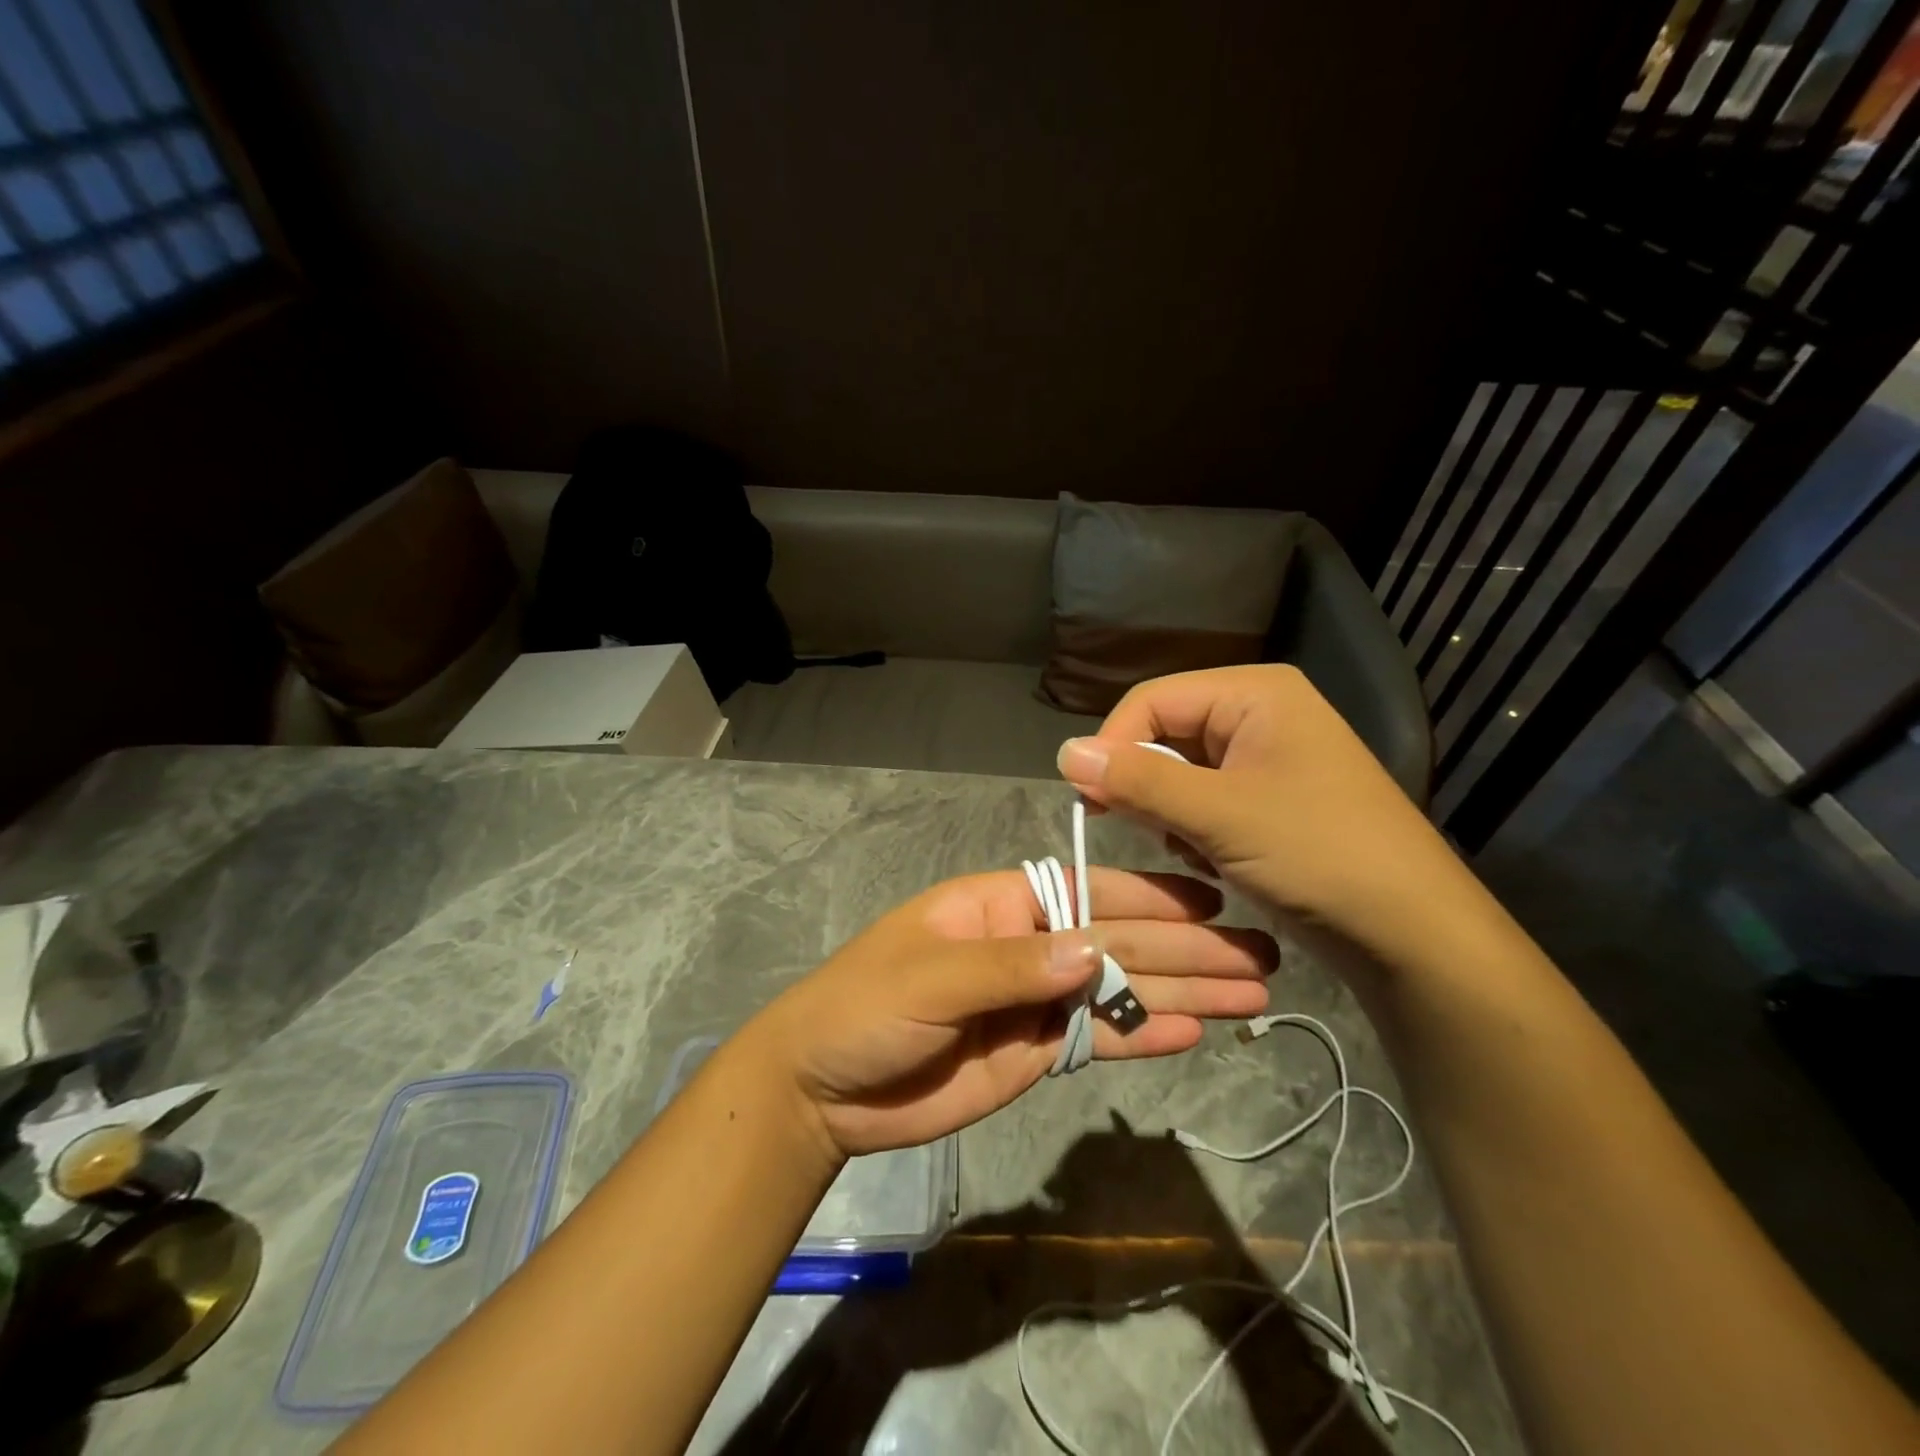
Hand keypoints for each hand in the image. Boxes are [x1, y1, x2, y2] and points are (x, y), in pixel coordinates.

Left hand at [739, 868, 1275, 1158]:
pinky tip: (1193, 1032)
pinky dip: (1143, 1036)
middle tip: (1260, 955)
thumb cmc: (865, 1007)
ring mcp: (1036, 1000)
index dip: (1150, 898)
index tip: (1212, 903)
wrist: (824, 1090)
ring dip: (1182, 992)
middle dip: (1187, 949)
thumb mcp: (930, 977)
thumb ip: (1011, 966)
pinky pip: (1098, 1038)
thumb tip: (1094, 951)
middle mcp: (1030, 945)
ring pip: (1120, 991)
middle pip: (1118, 942)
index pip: (1089, 893)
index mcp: (1002, 905)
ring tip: (1251, 994)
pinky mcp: (1037, 1051)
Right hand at [1056, 665, 1471, 963]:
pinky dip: (1192, 828)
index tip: (1086, 797)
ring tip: (1188, 850)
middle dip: (1146, 784)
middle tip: (1131, 828)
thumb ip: (1138, 780)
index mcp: (1255, 693)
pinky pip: (1204, 798)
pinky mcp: (1268, 798)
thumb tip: (1063, 752)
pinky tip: (1209, 860)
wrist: (1410, 930)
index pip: (1153, 700)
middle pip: (1165, 733)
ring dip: (1168, 811)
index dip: (1113, 743)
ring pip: (1180, 770)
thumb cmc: (1318, 854)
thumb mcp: (1219, 815)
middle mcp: (1259, 713)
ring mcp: (1266, 757)